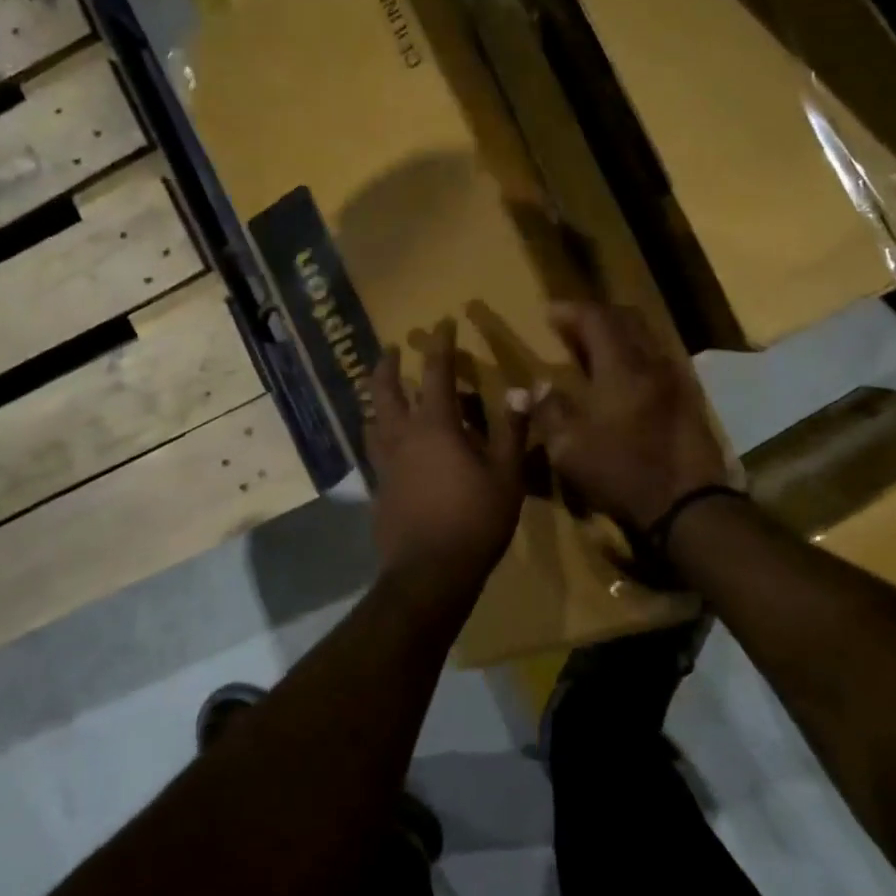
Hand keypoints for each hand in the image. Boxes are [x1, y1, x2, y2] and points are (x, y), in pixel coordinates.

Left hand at [365, 320, 529, 589]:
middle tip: (391, 349)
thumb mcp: (506, 475)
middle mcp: (402, 436)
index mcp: (435, 426)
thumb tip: (523, 389)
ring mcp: (384, 463)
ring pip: (371, 419)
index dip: (440, 344)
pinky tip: (386, 445)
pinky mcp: (377, 488)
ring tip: (380, 393)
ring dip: (375, 399)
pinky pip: (373, 450)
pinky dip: (377, 435)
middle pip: (385, 390)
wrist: (428, 573)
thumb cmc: (474, 520)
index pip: (435, 372)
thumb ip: (512, 430)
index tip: (442, 323)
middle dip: (388, 365)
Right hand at [532, 302, 727, 534]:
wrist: (688, 506)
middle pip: (627, 319)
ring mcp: (677, 381)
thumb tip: (538, 386)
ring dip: (618, 335)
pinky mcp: (690, 400)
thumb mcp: (570, 449)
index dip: (570, 311)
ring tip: (593, 350)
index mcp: (622, 368)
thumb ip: (550, 411)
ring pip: (647, 339)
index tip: (549, 313)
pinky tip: (623, 379)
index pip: (596, 319)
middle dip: (596, 316)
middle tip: (571, 326)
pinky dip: (635, 357)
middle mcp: (653, 364)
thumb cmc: (623, 473)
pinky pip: (658, 361)